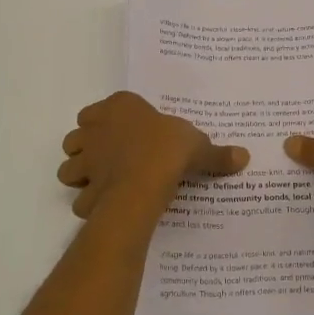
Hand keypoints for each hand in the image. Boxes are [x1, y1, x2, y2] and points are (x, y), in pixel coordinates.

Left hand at [57, 91, 248, 218]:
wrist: (144, 182)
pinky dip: (89, 203)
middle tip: (111, 158)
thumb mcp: (199, 146)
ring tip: (103, 182)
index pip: (101, 108)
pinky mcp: (84, 189)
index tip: (127, 133)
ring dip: (81, 174)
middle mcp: (96, 129)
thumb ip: (217, 153)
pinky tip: (107, 207)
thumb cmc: (169, 149)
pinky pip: (80, 198)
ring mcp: (86, 160)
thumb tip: (244, 156)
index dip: (109, 121)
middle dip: (88, 147)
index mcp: (120, 107)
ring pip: (69, 166)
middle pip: (78, 136)